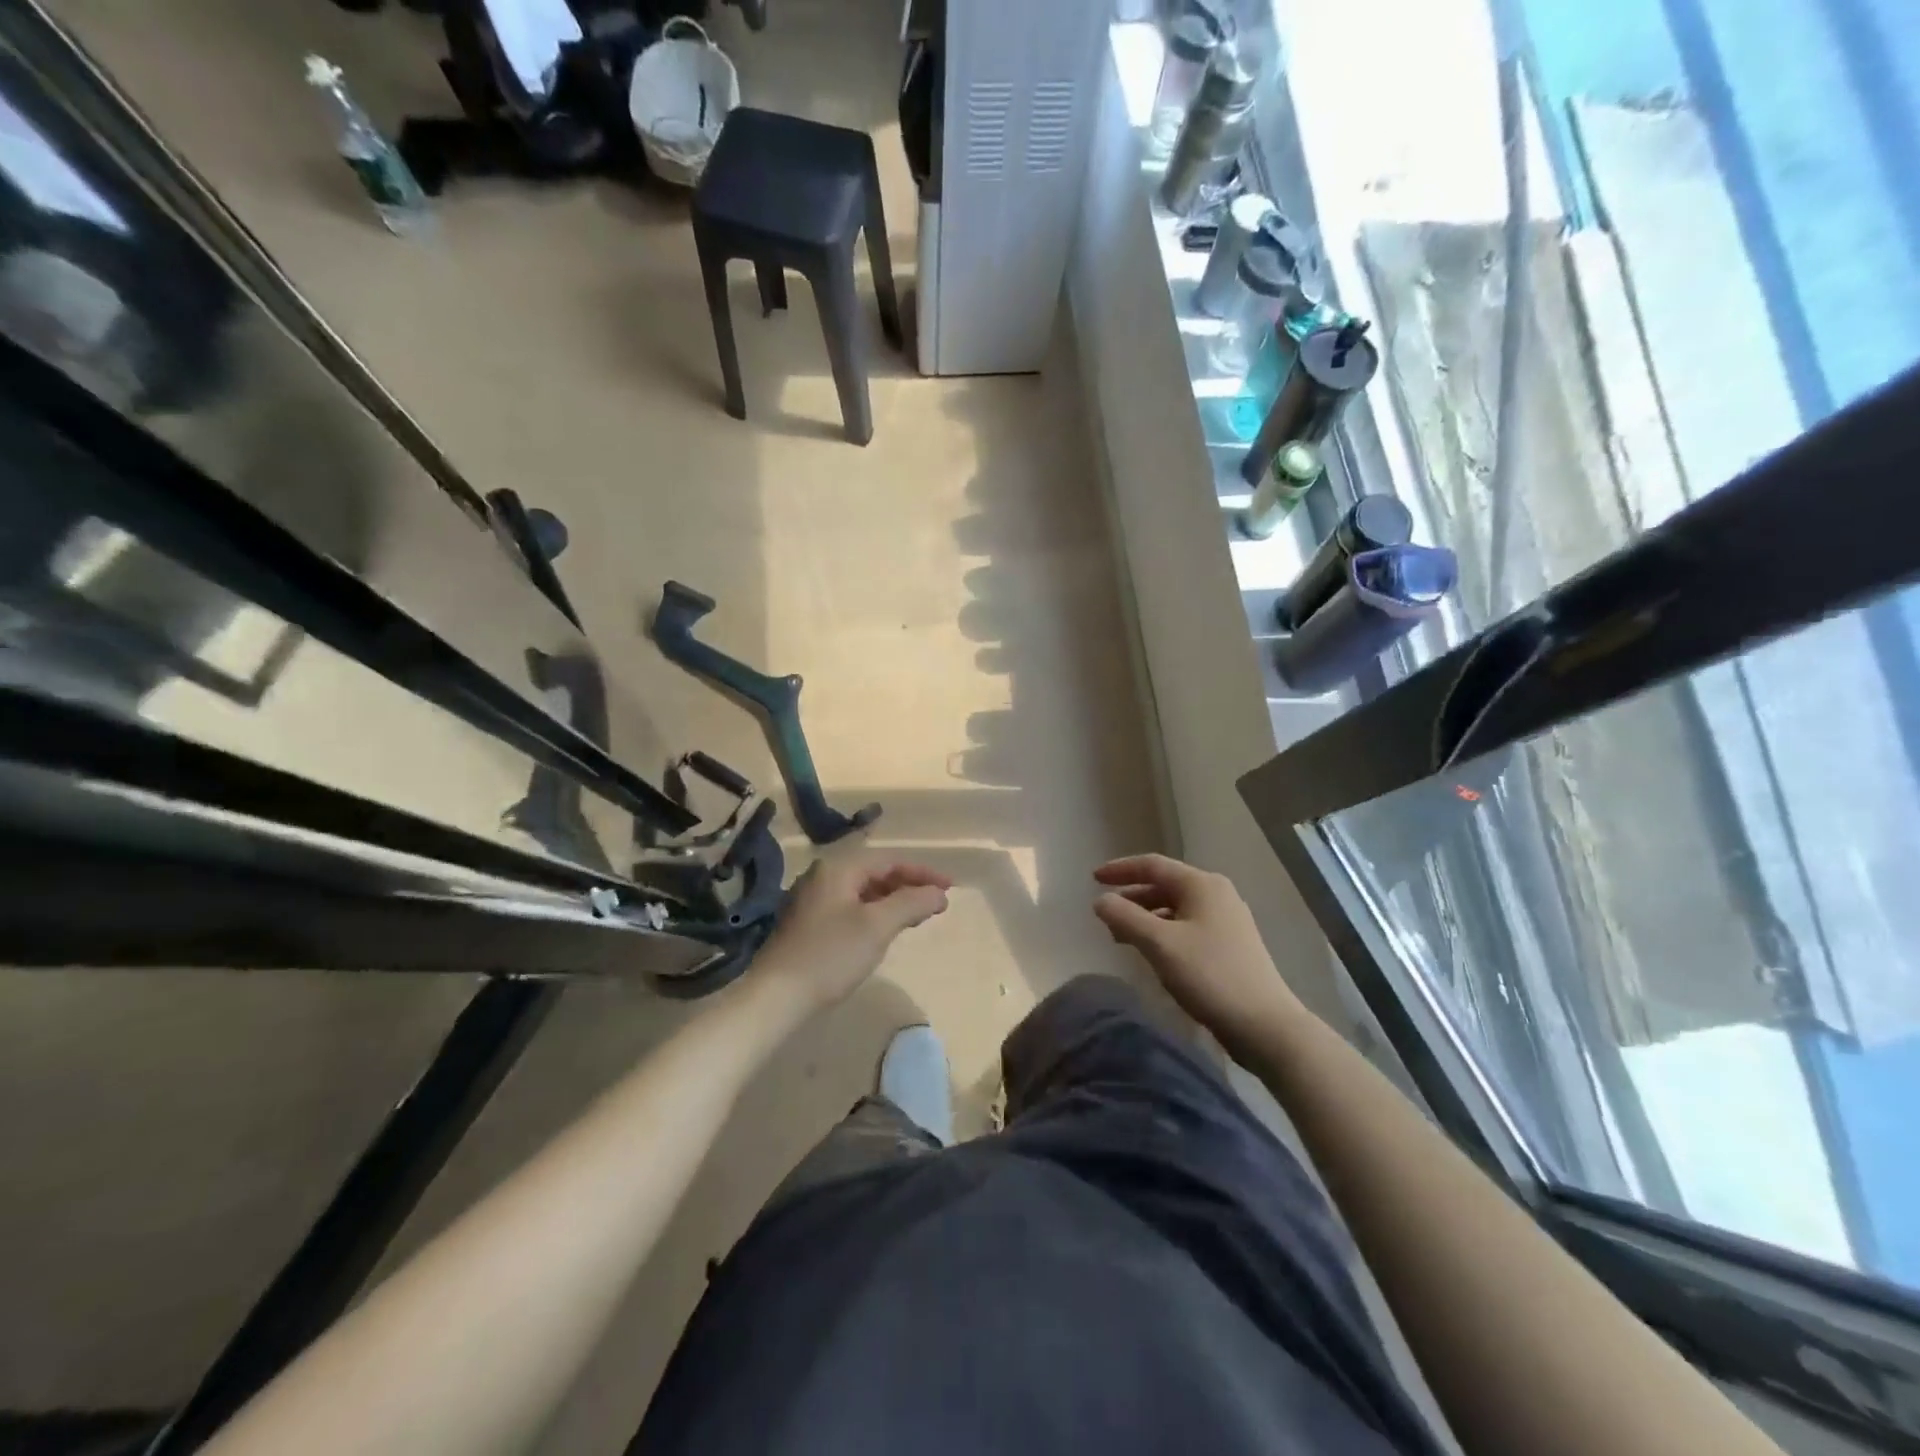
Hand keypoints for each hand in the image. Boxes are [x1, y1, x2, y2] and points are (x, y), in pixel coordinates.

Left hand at [753, 847, 952, 1015]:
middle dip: (909, 885)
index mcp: (838, 868)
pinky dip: (875, 913)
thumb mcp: (877, 926)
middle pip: (876, 872)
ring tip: (917, 916)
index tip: (949, 888)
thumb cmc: (831, 955)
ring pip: (863, 891)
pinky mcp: (809, 923)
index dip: (923, 872)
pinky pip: (851, 906)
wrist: (776, 996)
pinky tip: (885, 930)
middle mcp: (823, 876)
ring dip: (893, 900)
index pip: (890, 860)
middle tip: (937, 903)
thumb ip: (911, 903)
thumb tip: (939, 893)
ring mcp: (813, 899)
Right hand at [1093, 854, 1303, 1059]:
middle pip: (1164, 885)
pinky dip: (1162, 932)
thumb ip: (1125, 918)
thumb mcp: (1159, 944)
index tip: (1093, 879)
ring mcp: (1226, 920)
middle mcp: (1216, 894)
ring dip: (1145, 918)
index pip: (1152, 865)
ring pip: (1175, 908)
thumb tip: (1100, 900)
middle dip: (1131, 897)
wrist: (1264, 1025)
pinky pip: (1186, 927)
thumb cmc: (1209, 976)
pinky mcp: (1230, 945)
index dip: (1120, 870)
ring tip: (1120, 938)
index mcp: (1201, 885)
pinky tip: (1151, 953)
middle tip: (1104, 914)